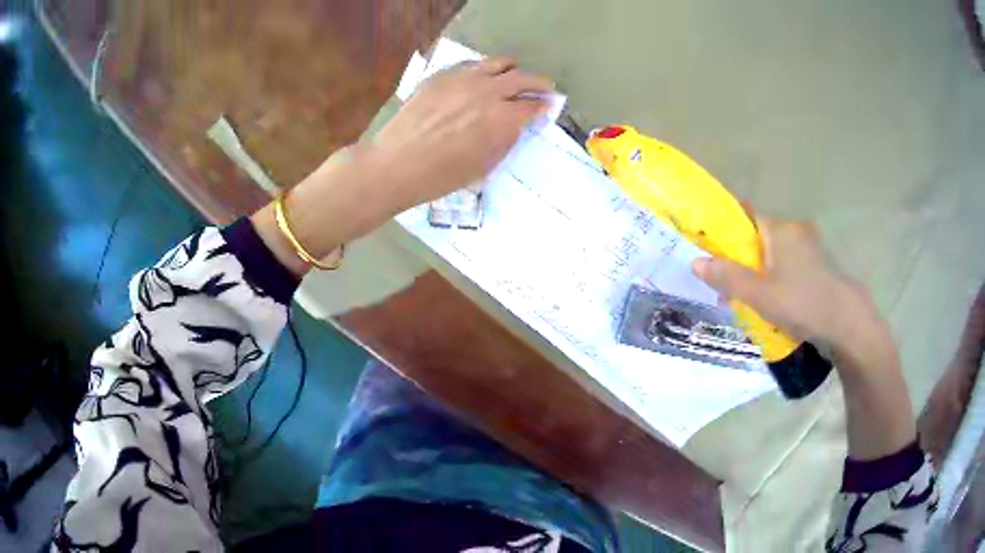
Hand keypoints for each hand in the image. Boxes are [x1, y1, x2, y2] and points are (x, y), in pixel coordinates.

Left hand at [368, 57, 552, 212]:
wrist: (395, 165)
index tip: (548, 106)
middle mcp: (487, 91)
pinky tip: (479, 78)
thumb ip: (505, 141)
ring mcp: (462, 79)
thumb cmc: (441, 177)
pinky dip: (483, 69)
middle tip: (543, 87)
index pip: (533, 106)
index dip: (544, 107)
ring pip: (498, 63)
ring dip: (512, 69)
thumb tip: (517, 125)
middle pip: (522, 79)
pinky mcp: (441, 76)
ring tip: (513, 75)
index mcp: (502, 118)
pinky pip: (470, 65)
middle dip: (538, 84)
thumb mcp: (483, 166)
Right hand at [691, 217, 879, 352]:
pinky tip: (776, 304)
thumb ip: (728, 277)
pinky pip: (790, 266)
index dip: (727, 229)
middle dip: (743, 259)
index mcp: (779, 229)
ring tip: (751, 301)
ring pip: (776, 255)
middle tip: (729, 286)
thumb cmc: (801, 302)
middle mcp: (795, 231)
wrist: (846, 321)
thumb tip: (696, 261)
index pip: (746, 216)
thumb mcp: (759, 294)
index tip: (712, 249)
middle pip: (760, 239)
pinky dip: (778, 279)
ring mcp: (810, 248)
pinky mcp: (820, 266)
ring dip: (761, 273)